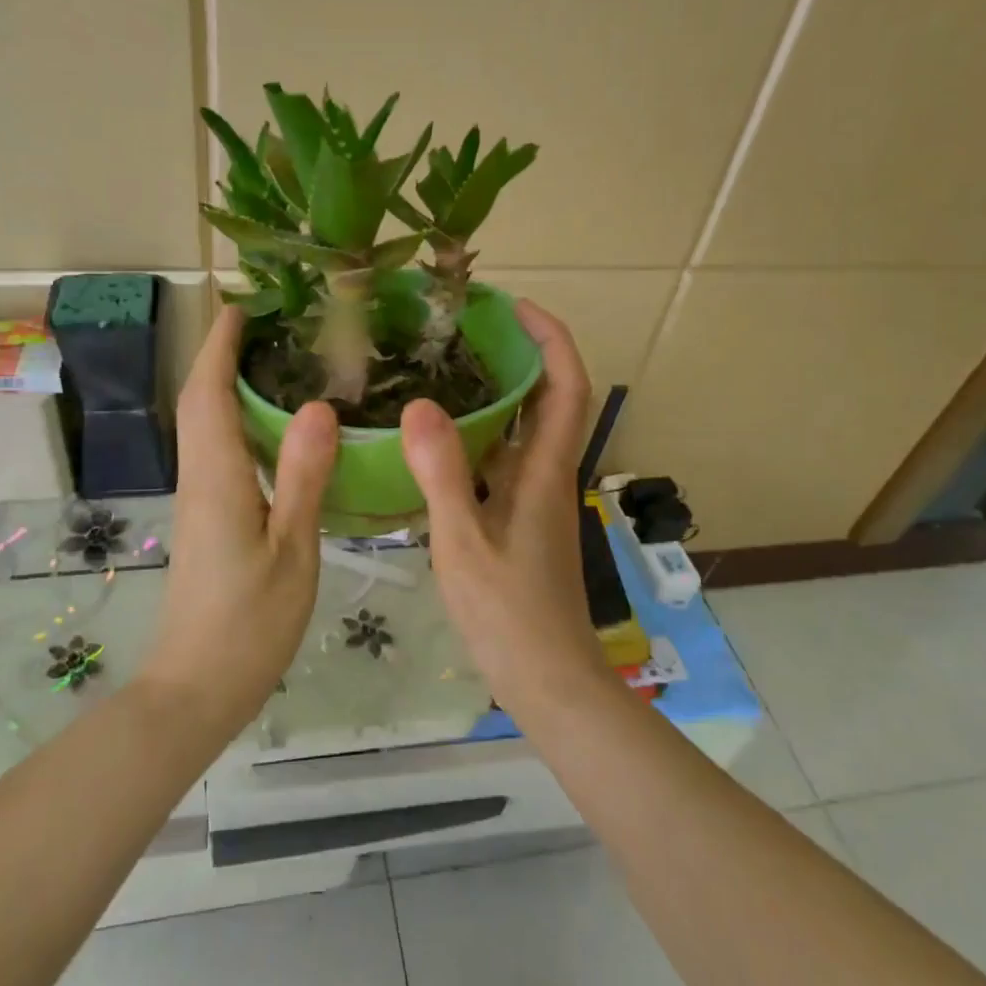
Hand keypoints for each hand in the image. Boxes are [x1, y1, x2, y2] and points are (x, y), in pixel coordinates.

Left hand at [143, 306, 337, 733]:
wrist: (197, 686)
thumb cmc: (249, 623)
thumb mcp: (292, 549)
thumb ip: (304, 477)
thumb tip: (318, 406)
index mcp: (217, 478)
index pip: (208, 393)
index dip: (218, 345)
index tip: (240, 305)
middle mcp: (199, 479)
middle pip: (200, 403)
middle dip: (222, 356)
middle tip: (270, 325)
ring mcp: (199, 501)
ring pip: (206, 427)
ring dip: (228, 386)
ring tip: (277, 362)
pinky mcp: (208, 520)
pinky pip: (218, 452)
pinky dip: (238, 423)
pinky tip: (275, 431)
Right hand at [402, 301, 609, 713]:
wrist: (548, 680)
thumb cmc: (509, 615)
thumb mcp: (464, 542)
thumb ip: (443, 475)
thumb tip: (419, 405)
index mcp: (544, 472)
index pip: (566, 386)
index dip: (550, 338)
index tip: (515, 306)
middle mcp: (547, 476)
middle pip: (547, 399)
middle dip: (519, 355)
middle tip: (465, 329)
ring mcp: (536, 500)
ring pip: (522, 432)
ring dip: (497, 395)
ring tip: (443, 371)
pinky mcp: (521, 522)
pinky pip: (502, 462)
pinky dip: (479, 438)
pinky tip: (436, 442)